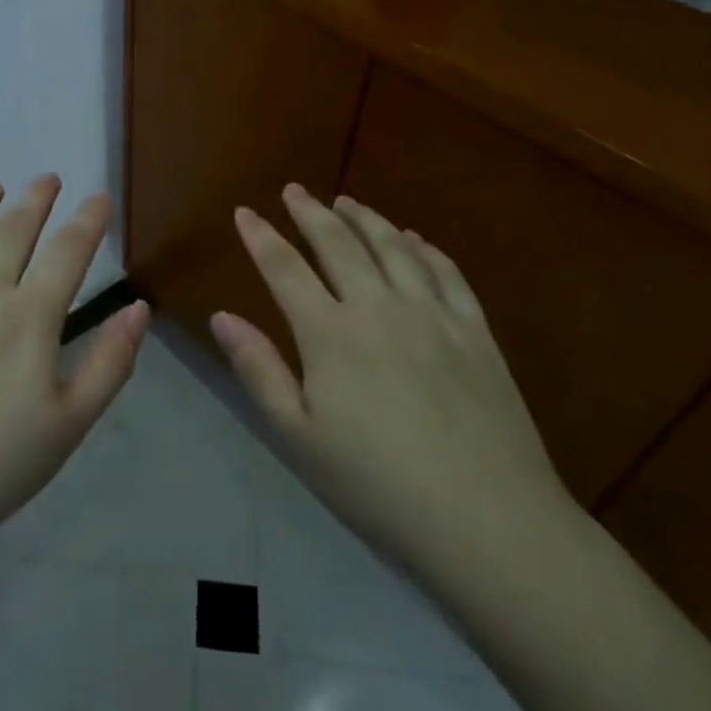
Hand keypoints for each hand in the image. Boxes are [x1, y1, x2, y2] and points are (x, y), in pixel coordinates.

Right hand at [211, 184, 574, 572]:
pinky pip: (447, 273)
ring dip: (366, 219)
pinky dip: (425, 248)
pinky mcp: (476, 332)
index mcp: (330, 333)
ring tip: (347, 202)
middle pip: (339, 244)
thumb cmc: (377, 485)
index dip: (261, 237)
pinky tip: (415, 239)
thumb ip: (258, 370)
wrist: (487, 520)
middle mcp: (379, 307)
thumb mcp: (299, 437)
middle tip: (294, 191)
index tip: (244, 212)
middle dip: (311, 213)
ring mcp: (433, 315)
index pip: (285, 269)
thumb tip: (222, 316)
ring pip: (394, 247)